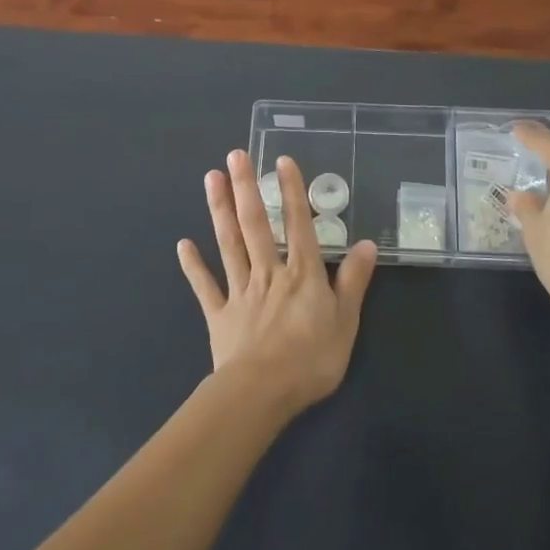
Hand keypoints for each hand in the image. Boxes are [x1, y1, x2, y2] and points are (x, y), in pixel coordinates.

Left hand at [177, 150, 378, 412]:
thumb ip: (353, 281)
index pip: (297, 224)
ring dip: (219, 210)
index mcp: (301, 273)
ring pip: (229, 244)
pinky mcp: (219, 314)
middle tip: (235, 155)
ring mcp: (240, 291)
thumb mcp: (346, 321)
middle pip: (255, 223)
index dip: (291, 191)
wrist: (261, 394)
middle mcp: (268, 272)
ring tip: (211, 178)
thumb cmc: (310, 359)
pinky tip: (182, 244)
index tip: (281, 161)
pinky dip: (193, 265)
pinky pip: (205, 286)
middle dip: (246, 187)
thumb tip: (366, 244)